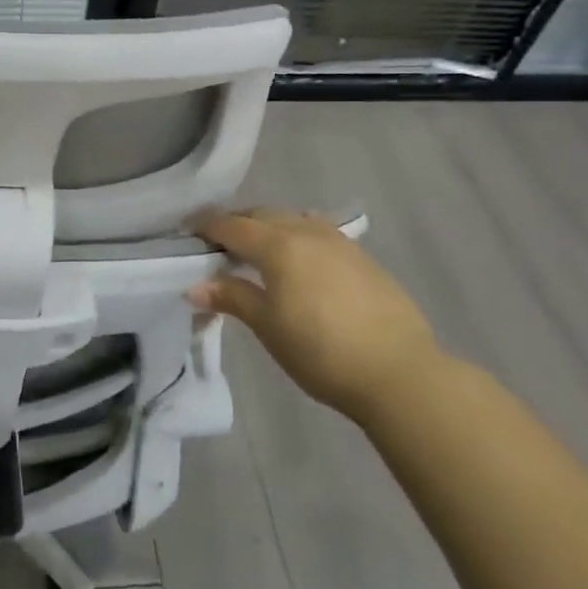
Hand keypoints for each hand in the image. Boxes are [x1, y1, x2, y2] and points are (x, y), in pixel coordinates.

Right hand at [192, 208, 444, 418]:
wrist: (399, 372)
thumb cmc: (321, 351)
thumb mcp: (268, 326)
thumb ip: (232, 297)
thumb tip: (194, 287)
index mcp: (279, 245)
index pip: (233, 226)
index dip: (207, 227)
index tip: (188, 232)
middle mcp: (308, 232)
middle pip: (263, 215)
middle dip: (237, 223)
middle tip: (218, 243)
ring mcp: (340, 242)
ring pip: (294, 219)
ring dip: (270, 226)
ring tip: (258, 249)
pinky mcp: (363, 258)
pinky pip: (319, 233)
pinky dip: (298, 236)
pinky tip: (300, 260)